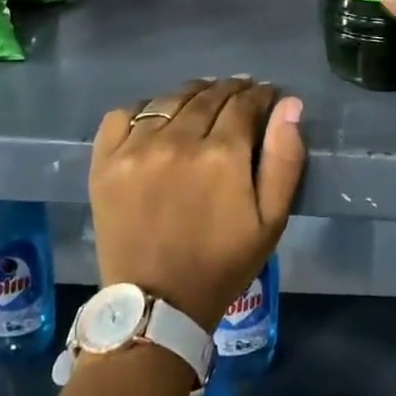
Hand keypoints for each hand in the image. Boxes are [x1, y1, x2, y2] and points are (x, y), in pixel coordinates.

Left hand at [89, 78, 305, 329]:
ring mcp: (136, 148)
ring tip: (203, 101)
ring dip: (193, 94)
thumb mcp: (271, 220)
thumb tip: (289, 104)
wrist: (156, 306)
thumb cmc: (222, 263)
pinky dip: (144, 108)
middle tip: (240, 94)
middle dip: (230, 89)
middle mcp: (178, 140)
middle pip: (209, 95)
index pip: (245, 102)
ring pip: (170, 99)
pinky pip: (124, 113)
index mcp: (222, 154)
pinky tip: (157, 119)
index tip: (266, 95)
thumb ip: (285, 158)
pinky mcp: (105, 161)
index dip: (260, 94)